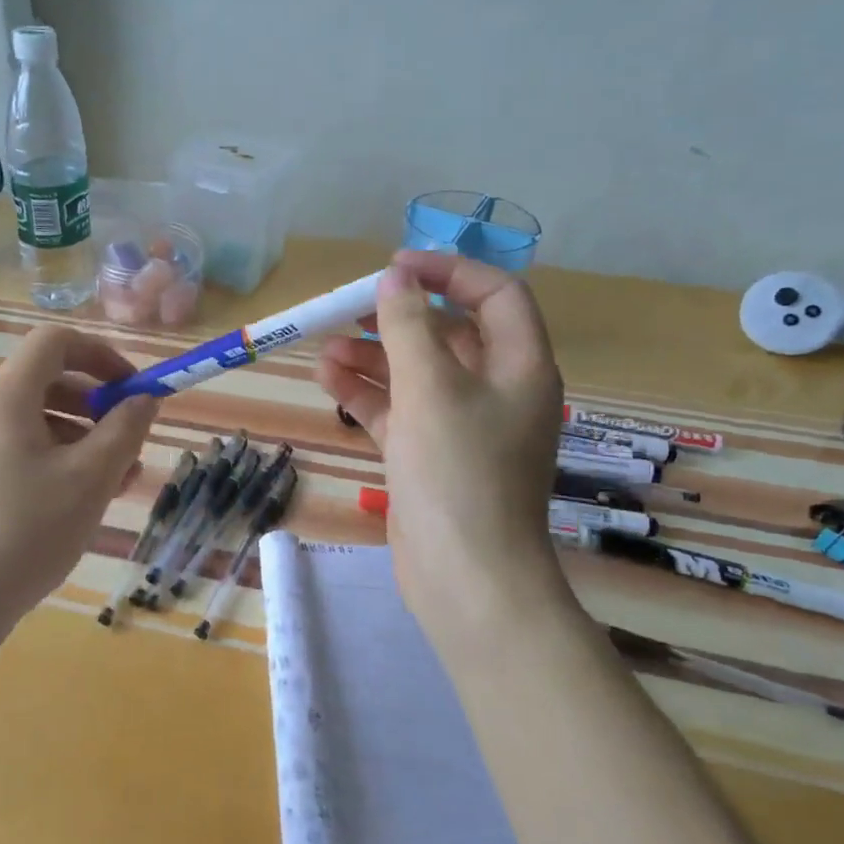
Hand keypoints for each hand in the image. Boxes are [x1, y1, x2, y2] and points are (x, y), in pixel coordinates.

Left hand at [0, 326, 159, 633]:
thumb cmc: (28, 530)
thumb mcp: (90, 478)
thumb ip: (124, 430)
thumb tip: (144, 399)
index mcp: (6, 397)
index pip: (54, 342)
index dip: (100, 355)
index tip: (133, 391)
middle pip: (46, 383)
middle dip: (97, 406)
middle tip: (130, 443)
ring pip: (36, 424)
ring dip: (82, 440)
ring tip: (117, 483)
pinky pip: (18, 453)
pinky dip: (55, 463)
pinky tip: (79, 503)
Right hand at [316, 250, 568, 626]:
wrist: (465, 575)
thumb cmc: (458, 472)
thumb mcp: (431, 388)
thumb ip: (408, 327)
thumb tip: (394, 280)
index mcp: (520, 366)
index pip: (495, 295)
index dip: (448, 271)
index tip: (394, 267)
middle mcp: (496, 390)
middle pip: (448, 334)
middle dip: (397, 318)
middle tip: (347, 308)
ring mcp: (462, 426)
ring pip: (416, 373)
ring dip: (373, 356)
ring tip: (324, 348)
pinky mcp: (430, 455)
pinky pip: (398, 410)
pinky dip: (366, 393)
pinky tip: (327, 379)